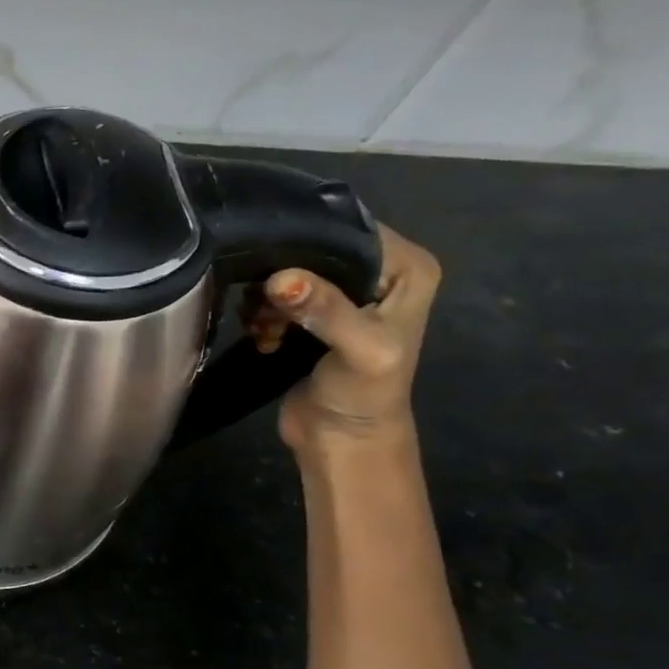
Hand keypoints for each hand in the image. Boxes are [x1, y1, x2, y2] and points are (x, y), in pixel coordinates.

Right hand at [241, 224, 440, 455]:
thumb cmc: (365, 394)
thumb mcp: (358, 349)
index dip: (307, 240)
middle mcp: (378, 271)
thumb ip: (325, 310)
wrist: (342, 440)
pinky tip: (264, 336)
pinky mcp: (311, 314)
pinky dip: (262, 314)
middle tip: (264, 305)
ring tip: (264, 327)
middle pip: (313, 248)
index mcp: (407, 267)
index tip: (270, 264)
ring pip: (287, 272)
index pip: (349, 229)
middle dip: (280, 274)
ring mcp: (343, 293)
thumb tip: (280, 278)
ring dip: (266, 299)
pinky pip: (274, 295)